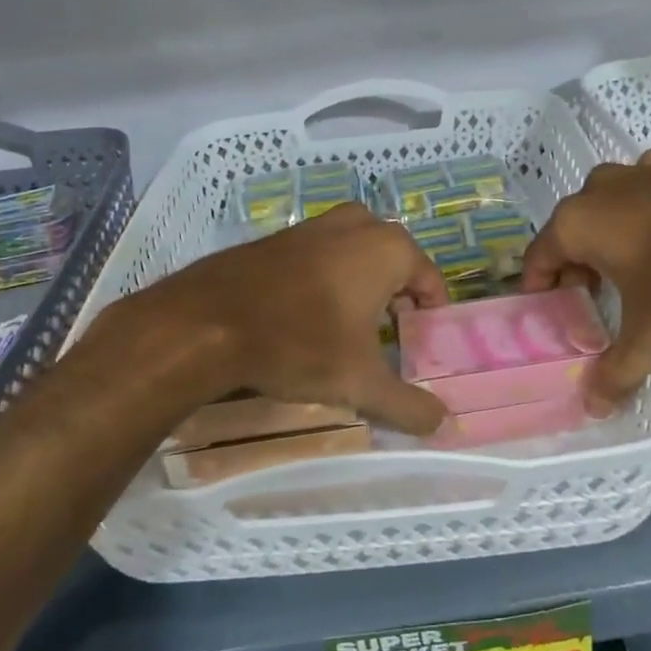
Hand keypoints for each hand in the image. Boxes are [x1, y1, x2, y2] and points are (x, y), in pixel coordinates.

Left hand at [113, 203, 450, 433]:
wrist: (205, 322)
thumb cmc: (300, 343)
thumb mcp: (361, 382)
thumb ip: (408, 405)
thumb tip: (444, 426)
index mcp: (389, 247)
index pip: (431, 283)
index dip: (429, 319)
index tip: (416, 349)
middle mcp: (358, 224)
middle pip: (396, 266)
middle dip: (396, 301)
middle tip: (385, 342)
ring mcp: (316, 224)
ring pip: (358, 257)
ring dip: (362, 290)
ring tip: (348, 332)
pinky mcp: (281, 235)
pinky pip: (322, 257)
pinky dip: (328, 281)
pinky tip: (308, 316)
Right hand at [524, 151, 650, 413]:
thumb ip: (618, 370)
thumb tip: (594, 410)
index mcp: (576, 221)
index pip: (537, 259)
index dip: (541, 293)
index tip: (553, 320)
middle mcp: (599, 189)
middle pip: (571, 235)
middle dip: (577, 271)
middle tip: (594, 307)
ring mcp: (641, 172)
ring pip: (609, 213)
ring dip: (611, 244)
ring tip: (631, 279)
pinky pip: (647, 199)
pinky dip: (648, 221)